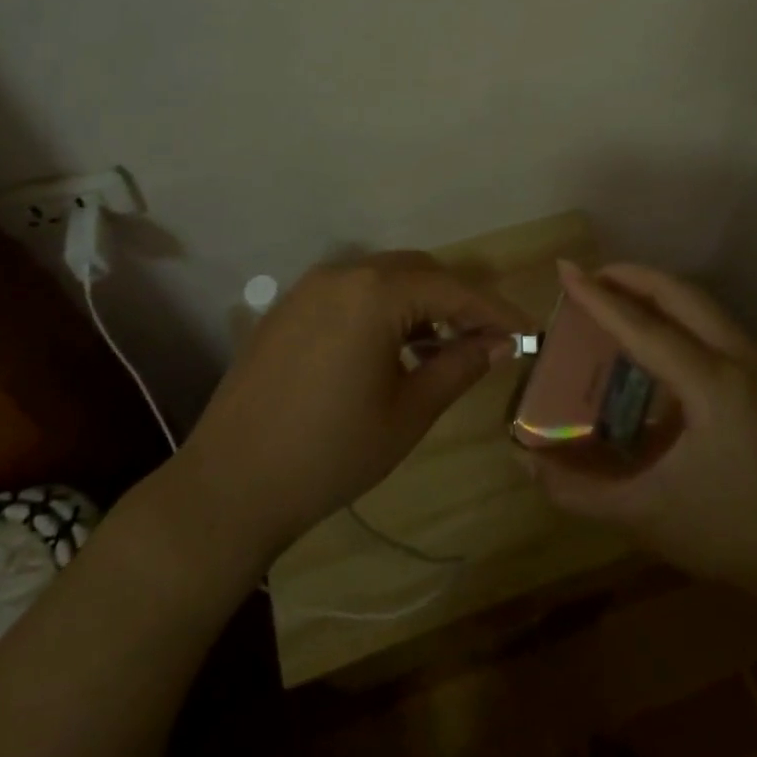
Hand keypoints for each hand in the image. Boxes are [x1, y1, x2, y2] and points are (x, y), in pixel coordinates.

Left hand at [176, 253, 530, 566]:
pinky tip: (391, 349)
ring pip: (382, 279)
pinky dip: (382, 310)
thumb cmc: (331, 452)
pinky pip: (350, 293)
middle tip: (486, 339)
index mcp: (375, 292)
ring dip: (419, 304)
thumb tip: (500, 342)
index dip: (494, 309)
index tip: (526, 331)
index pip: (452, 289)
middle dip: (457, 300)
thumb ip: (460, 366)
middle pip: (417, 271)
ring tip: (442, 347)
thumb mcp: (409, 412)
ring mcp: (309, 288)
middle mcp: (342, 273)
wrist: (230, 484)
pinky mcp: (287, 309)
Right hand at [525, 262, 756, 595]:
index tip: (565, 269)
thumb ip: (580, 491)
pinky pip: (714, 324)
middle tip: (591, 276)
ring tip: (616, 294)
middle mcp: (739, 360)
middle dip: (632, 276)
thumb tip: (526, 465)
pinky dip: (678, 312)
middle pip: (681, 295)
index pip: (645, 328)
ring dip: (657, 291)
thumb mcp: (646, 516)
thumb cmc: (729, 532)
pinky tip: (655, 335)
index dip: (599, 299)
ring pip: (702, 304)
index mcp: (713, 385)